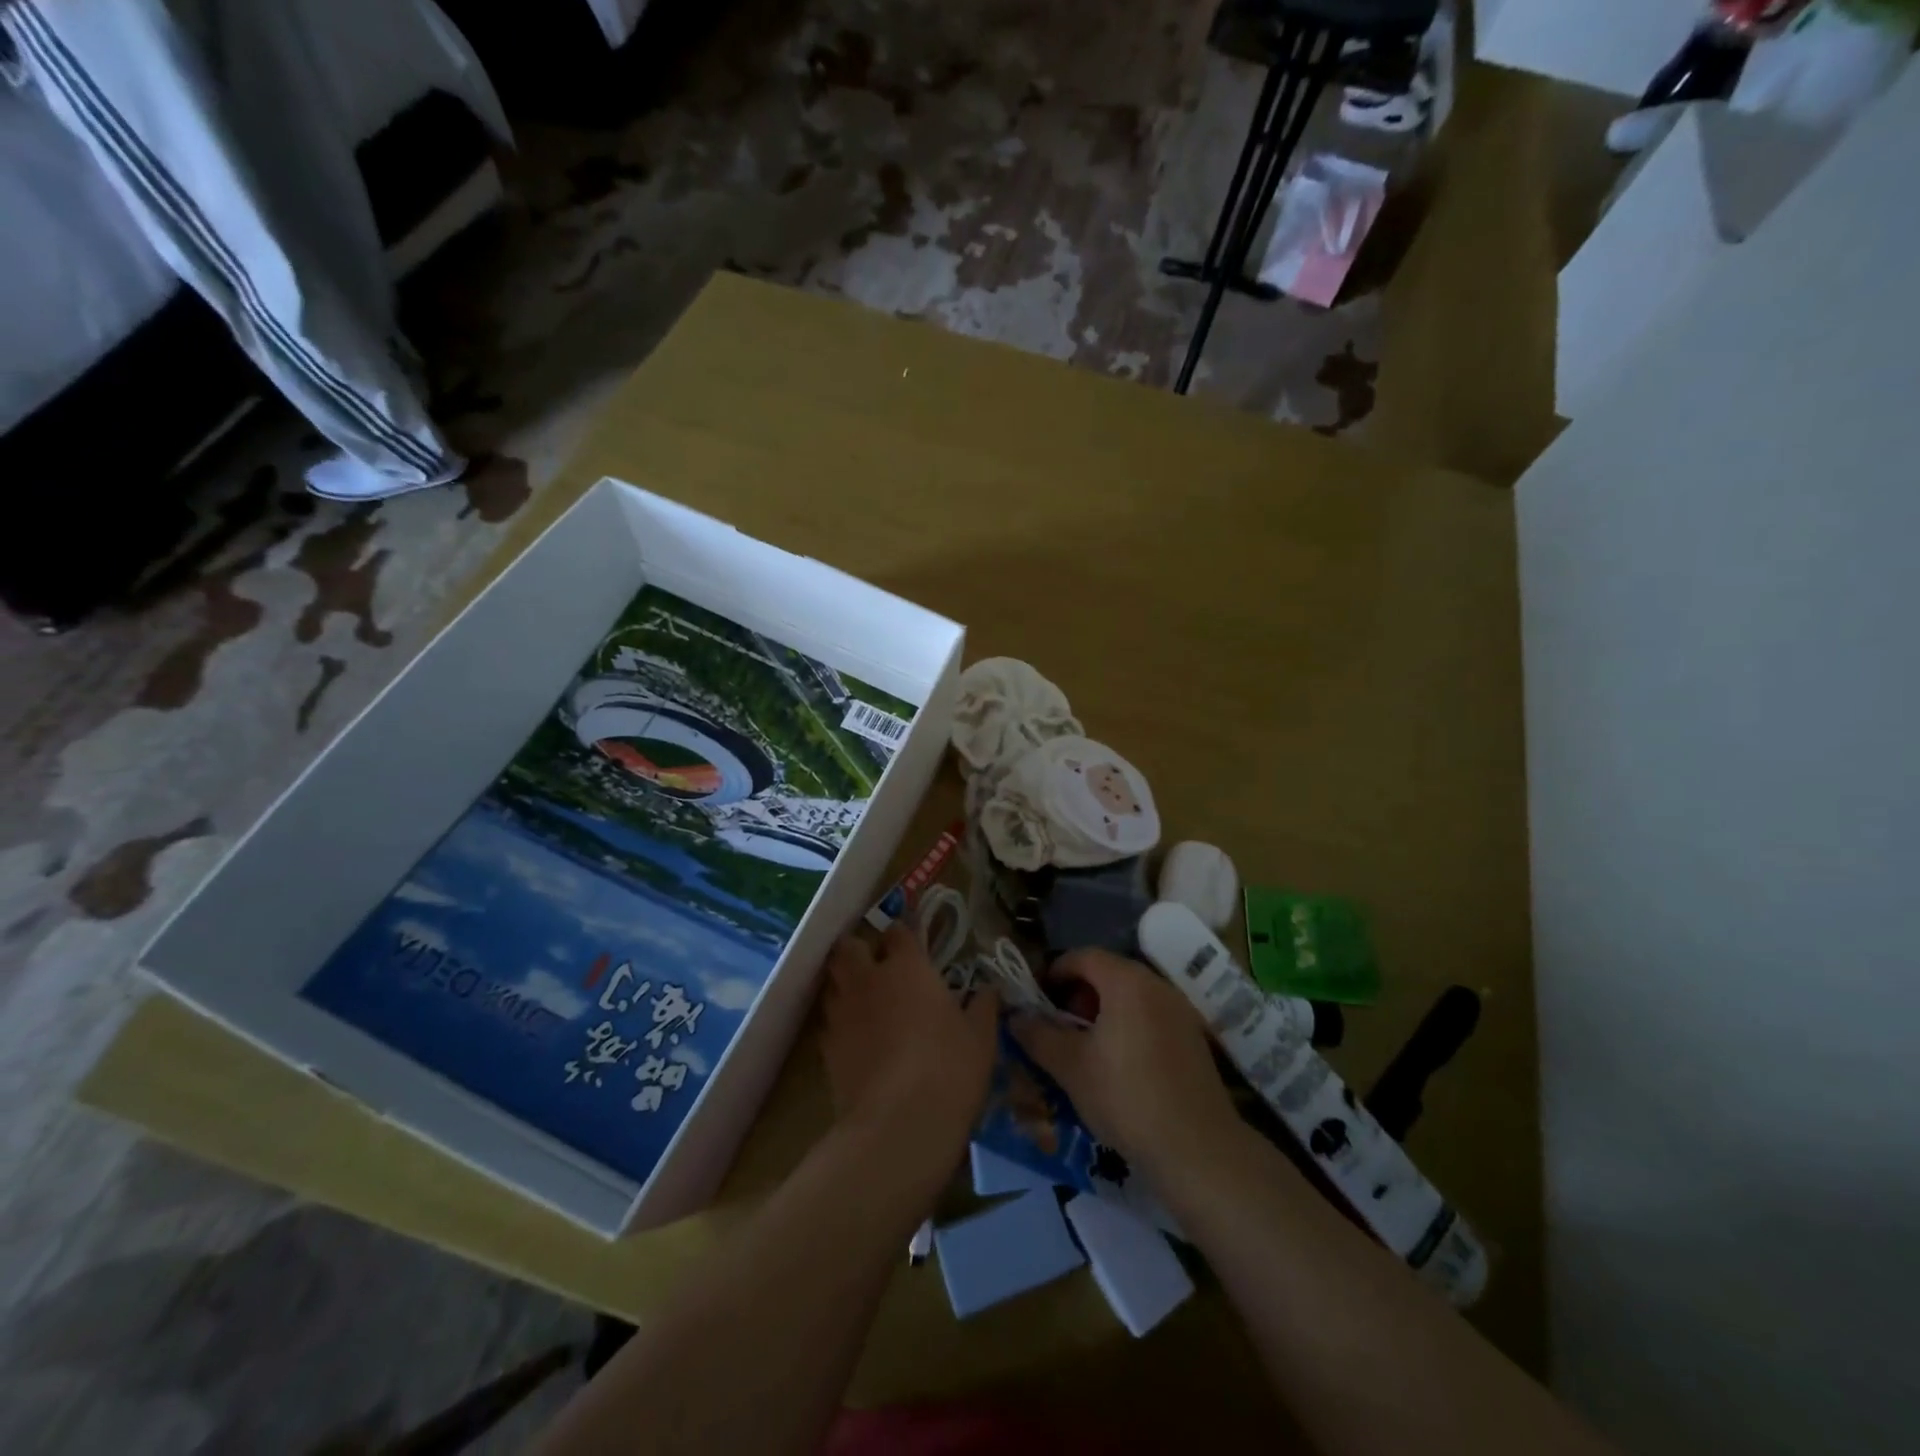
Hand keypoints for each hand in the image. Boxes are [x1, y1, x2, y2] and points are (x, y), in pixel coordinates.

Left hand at [820, 922, 999, 1155]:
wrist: (899, 1125)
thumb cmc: (949, 1068)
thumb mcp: (981, 1036)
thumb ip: (983, 1005)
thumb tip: (989, 990)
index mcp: (906, 967)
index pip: (896, 931)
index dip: (902, 936)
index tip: (912, 947)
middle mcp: (867, 980)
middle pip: (848, 947)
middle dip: (858, 950)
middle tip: (876, 967)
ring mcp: (841, 1013)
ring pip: (832, 983)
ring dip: (845, 985)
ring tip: (865, 1002)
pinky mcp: (826, 1049)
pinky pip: (829, 1022)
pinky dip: (840, 1024)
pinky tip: (858, 1041)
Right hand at [1011, 949, 1242, 1183]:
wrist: (1197, 1149)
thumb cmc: (1126, 1096)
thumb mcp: (1070, 1066)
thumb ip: (1038, 1035)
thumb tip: (1015, 1017)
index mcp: (1127, 982)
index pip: (1083, 956)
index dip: (1054, 971)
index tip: (1036, 998)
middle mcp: (1157, 986)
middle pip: (1109, 973)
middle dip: (1077, 993)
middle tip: (1057, 1024)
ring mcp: (1180, 1011)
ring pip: (1131, 996)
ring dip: (1102, 1011)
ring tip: (1084, 1047)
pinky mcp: (1193, 1038)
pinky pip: (1151, 1016)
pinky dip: (1127, 1026)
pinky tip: (1117, 1065)